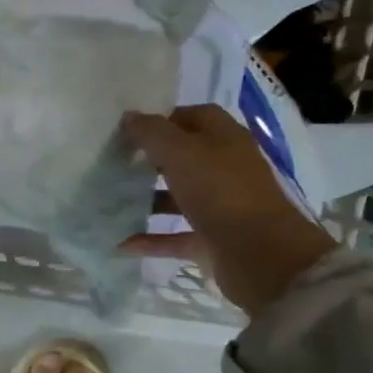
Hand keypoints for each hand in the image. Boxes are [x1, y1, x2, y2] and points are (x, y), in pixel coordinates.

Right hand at [120, 105, 336, 315]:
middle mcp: (224, 169)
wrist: (260, 255)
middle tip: (114, 164)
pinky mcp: (212, 241)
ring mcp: (219, 207)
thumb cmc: (221, 192)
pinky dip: (150, 239)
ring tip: (111, 201)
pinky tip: (122, 243)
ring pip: (178, 198)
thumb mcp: (181, 153)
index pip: (192, 117)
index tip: (128, 130)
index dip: (162, 120)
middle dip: (150, 160)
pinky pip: (174, 236)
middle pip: (183, 158)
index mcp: (224, 139)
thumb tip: (129, 117)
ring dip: (148, 199)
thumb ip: (152, 133)